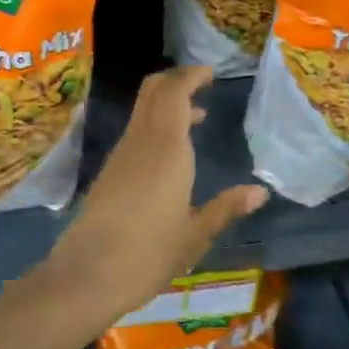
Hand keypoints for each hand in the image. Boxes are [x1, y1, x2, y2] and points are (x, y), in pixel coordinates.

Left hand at [39, 66, 268, 326]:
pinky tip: (171, 152)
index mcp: (167, 149)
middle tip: (202, 83)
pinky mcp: (109, 172)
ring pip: (143, 111)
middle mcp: (141, 142)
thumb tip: (260, 192)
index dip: (190, 76)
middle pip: (153, 92)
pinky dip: (155, 125)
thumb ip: (226, 208)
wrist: (87, 275)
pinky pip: (135, 132)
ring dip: (166, 104)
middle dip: (176, 81)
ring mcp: (121, 155)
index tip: (209, 73)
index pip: (174, 93)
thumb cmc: (149, 254)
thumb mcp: (195, 235)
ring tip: (196, 117)